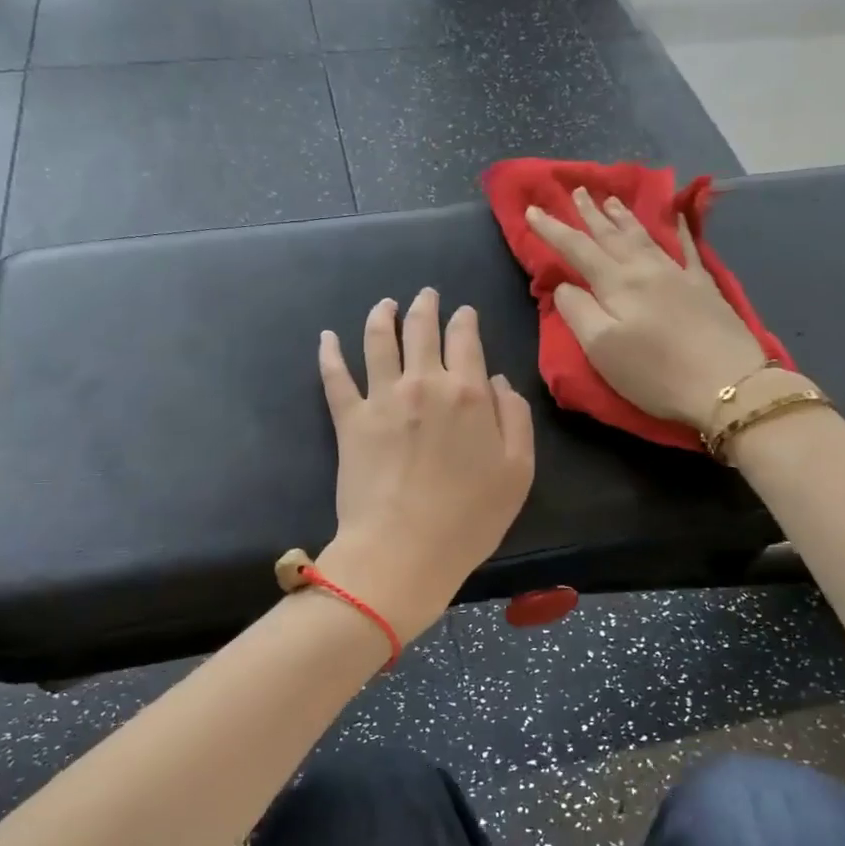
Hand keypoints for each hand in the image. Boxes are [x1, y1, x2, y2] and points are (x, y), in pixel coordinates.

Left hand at [316, 289, 534, 641]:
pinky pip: (335, 377)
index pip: (466, 340)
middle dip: (426, 306)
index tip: (464, 312)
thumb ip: (515, 419)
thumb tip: (498, 382)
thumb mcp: (518, 472)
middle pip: (422, 330)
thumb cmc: (469, 519)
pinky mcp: (349, 420)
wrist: (403, 551)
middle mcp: (423, 383)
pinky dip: (329, 353)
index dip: (465, 320)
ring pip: (379, 340)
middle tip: (426, 294)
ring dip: (382, 315)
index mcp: (468, 392)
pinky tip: (327, 337)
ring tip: (385, 304)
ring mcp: (382, 398)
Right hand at [526, 189, 769, 430]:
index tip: (532, 209)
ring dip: (623, 217)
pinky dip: (678, 228)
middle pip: (611, 235)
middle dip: (590, 213)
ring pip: (644, 236)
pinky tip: (676, 216)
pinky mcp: (704, 287)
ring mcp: (678, 274)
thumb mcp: (601, 348)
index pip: (576, 249)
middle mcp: (645, 269)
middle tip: (577, 189)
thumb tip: (564, 286)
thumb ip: (577, 311)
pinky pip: (687, 246)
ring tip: (611, 199)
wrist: (727, 383)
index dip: (552, 229)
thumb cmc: (654, 372)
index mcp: (616, 284)